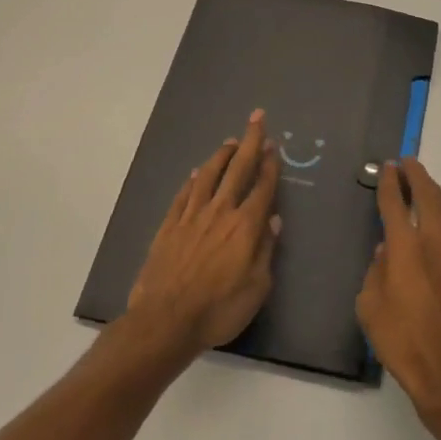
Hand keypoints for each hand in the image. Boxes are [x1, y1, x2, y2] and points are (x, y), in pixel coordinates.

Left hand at [128, 109, 281, 357]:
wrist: (165, 321)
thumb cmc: (218, 309)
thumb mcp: (256, 288)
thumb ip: (266, 251)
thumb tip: (274, 220)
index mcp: (245, 226)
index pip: (262, 187)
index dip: (270, 164)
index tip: (274, 145)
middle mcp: (220, 212)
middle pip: (238, 169)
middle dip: (251, 142)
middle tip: (257, 118)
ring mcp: (191, 216)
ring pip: (209, 175)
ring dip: (222, 155)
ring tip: (230, 141)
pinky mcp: (169, 226)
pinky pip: (184, 194)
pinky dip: (193, 180)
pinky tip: (197, 172)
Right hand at [356, 158, 440, 423]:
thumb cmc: (402, 343)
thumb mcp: (370, 309)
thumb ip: (375, 273)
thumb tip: (386, 251)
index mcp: (404, 248)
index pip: (394, 204)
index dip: (389, 183)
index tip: (387, 168)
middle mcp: (434, 242)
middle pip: (427, 196)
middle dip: (416, 176)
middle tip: (407, 163)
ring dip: (437, 192)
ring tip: (427, 184)